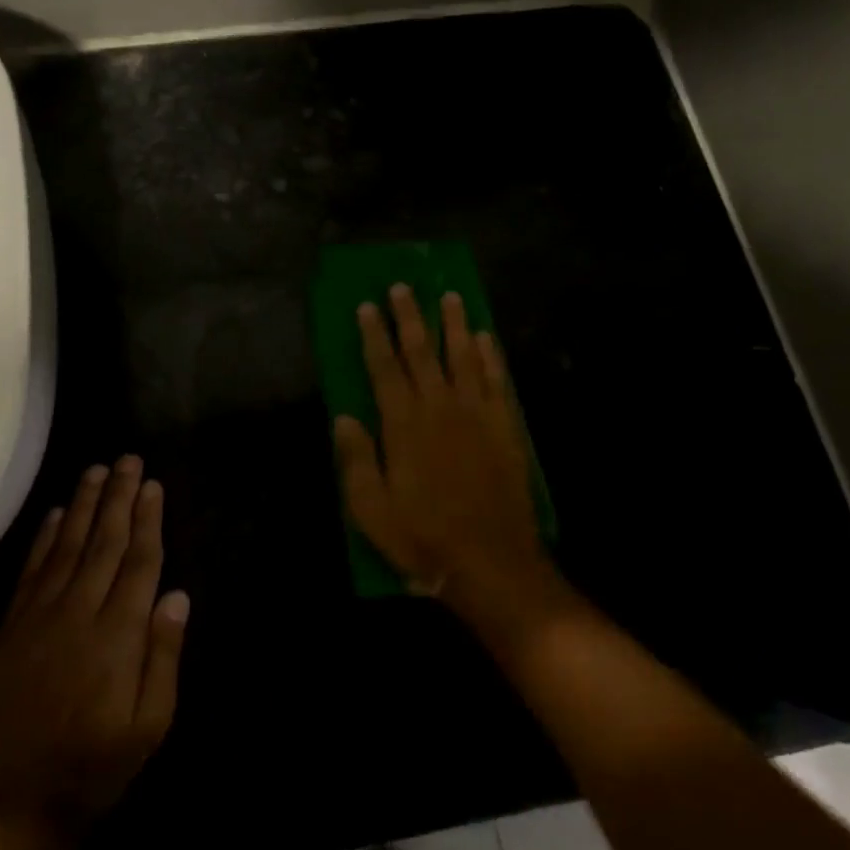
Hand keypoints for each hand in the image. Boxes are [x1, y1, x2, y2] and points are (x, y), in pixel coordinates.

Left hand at [0, 457, 189, 841]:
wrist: (12, 808)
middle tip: (128, 460)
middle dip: (119, 498)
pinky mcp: (9, 631)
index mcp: (118, 636)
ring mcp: (38, 619)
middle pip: (104, 542)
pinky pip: (30, 573)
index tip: (153, 485)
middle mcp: (78, 614)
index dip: (147, 520)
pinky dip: (44, 539)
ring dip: (83, 506)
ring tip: (96, 471)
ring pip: (67, 547)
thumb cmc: (94, 767)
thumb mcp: (150, 725)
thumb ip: (164, 656)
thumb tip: (177, 596)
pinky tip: (56, 514)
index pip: (139, 562)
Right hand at [333, 286, 567, 637]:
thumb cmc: (423, 538)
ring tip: (449, 296)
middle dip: (410, 317)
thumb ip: (357, 460)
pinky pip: (496, 381)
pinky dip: (490, 356)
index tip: (367, 306)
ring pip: (463, 357)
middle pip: (422, 352)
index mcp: (403, 425)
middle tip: (403, 286)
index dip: (373, 336)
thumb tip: (345, 417)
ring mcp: (476, 415)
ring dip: (453, 325)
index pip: (384, 368)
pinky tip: (485, 338)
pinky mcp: (504, 427)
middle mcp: (440, 408)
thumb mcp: (371, 510)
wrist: (490, 562)